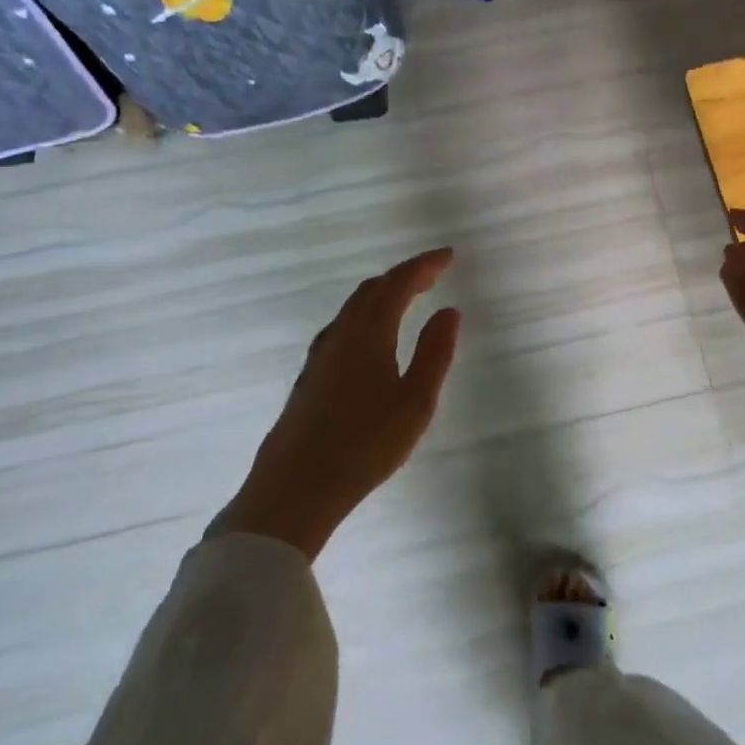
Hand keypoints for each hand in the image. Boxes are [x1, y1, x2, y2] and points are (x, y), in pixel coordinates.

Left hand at [210, 249, 461, 557]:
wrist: (295, 488)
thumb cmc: (365, 443)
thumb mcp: (416, 401)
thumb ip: (434, 352)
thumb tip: (448, 312)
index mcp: (369, 332)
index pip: (398, 283)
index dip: (424, 265)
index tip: (449, 256)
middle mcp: (341, 334)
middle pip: (372, 290)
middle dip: (404, 276)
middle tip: (433, 275)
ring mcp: (320, 355)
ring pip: (354, 308)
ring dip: (383, 295)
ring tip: (408, 299)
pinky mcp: (311, 376)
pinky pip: (345, 327)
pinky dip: (368, 315)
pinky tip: (374, 338)